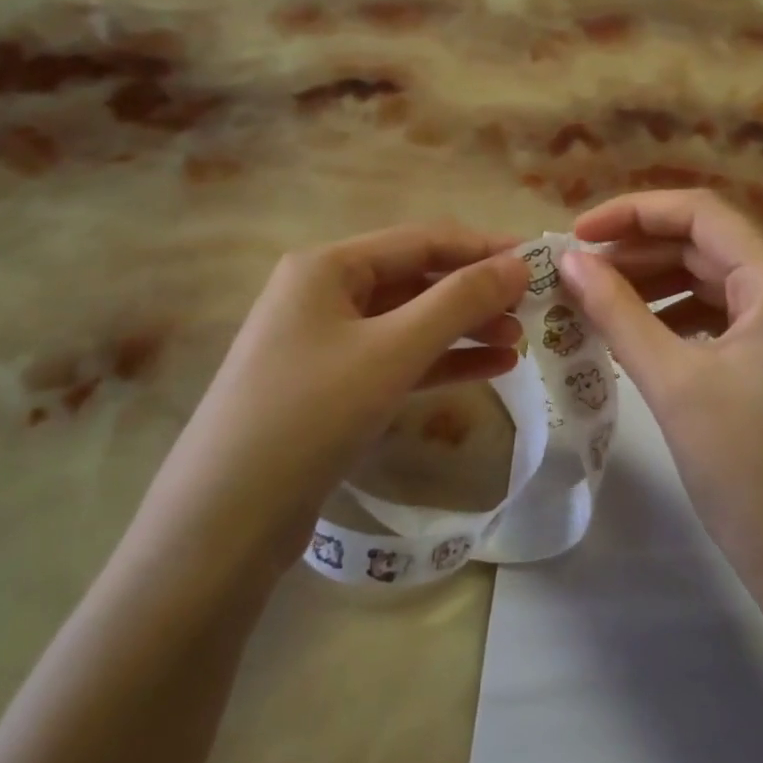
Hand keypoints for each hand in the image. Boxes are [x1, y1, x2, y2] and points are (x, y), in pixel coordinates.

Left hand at [145, 224, 528, 576]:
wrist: (224, 521)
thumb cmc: (311, 414)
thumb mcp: (393, 351)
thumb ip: (459, 302)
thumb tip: (518, 264)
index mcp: (328, 266)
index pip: (421, 241)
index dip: (482, 247)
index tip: (538, 259)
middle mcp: (323, 294)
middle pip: (415, 280)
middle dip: (474, 293)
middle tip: (533, 307)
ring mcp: (325, 343)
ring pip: (409, 323)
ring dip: (463, 329)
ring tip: (520, 341)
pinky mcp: (332, 388)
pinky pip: (397, 360)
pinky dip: (441, 362)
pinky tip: (491, 369)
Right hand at [560, 192, 762, 593]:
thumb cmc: (746, 468)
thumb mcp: (672, 382)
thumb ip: (616, 312)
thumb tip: (569, 260)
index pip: (700, 214)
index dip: (633, 213)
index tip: (576, 235)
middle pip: (704, 243)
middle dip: (637, 252)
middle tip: (576, 274)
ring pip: (710, 278)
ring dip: (652, 283)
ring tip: (594, 301)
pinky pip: (720, 312)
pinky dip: (675, 314)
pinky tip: (634, 332)